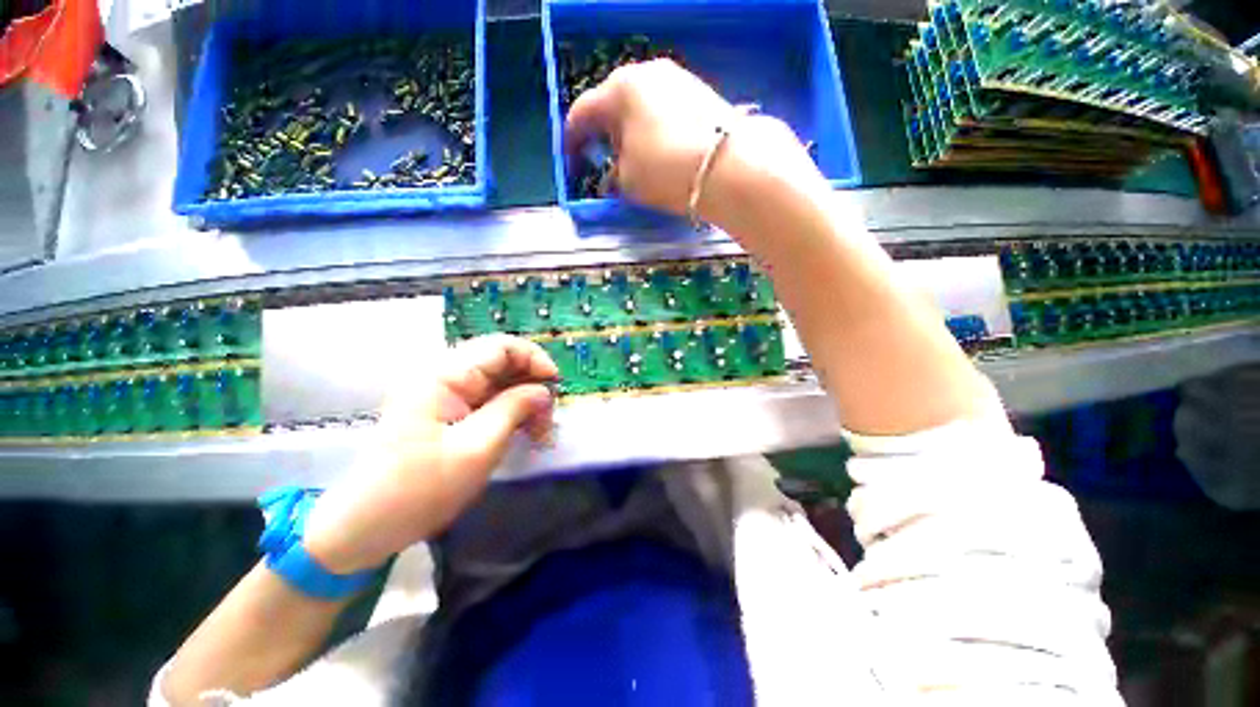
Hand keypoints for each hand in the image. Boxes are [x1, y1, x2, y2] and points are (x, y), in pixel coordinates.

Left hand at [303, 335, 558, 572]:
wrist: (366, 527)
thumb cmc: (420, 489)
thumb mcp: (477, 449)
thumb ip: (514, 409)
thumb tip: (543, 390)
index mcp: (443, 376)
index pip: (501, 347)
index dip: (534, 359)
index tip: (556, 385)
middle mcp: (443, 376)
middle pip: (502, 363)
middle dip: (531, 385)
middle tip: (549, 417)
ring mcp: (443, 393)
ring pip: (499, 382)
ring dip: (524, 401)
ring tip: (540, 431)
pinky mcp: (447, 411)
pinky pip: (488, 399)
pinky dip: (511, 412)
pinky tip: (523, 432)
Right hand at [565, 59, 816, 227]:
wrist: (729, 166)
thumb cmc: (666, 170)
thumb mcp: (628, 180)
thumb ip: (612, 173)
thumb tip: (615, 171)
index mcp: (619, 89)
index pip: (582, 113)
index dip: (572, 141)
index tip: (571, 163)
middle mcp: (646, 74)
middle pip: (613, 105)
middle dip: (604, 135)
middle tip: (602, 162)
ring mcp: (677, 79)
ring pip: (640, 107)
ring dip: (630, 133)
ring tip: (633, 161)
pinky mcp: (700, 93)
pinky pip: (663, 112)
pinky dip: (653, 131)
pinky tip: (660, 152)